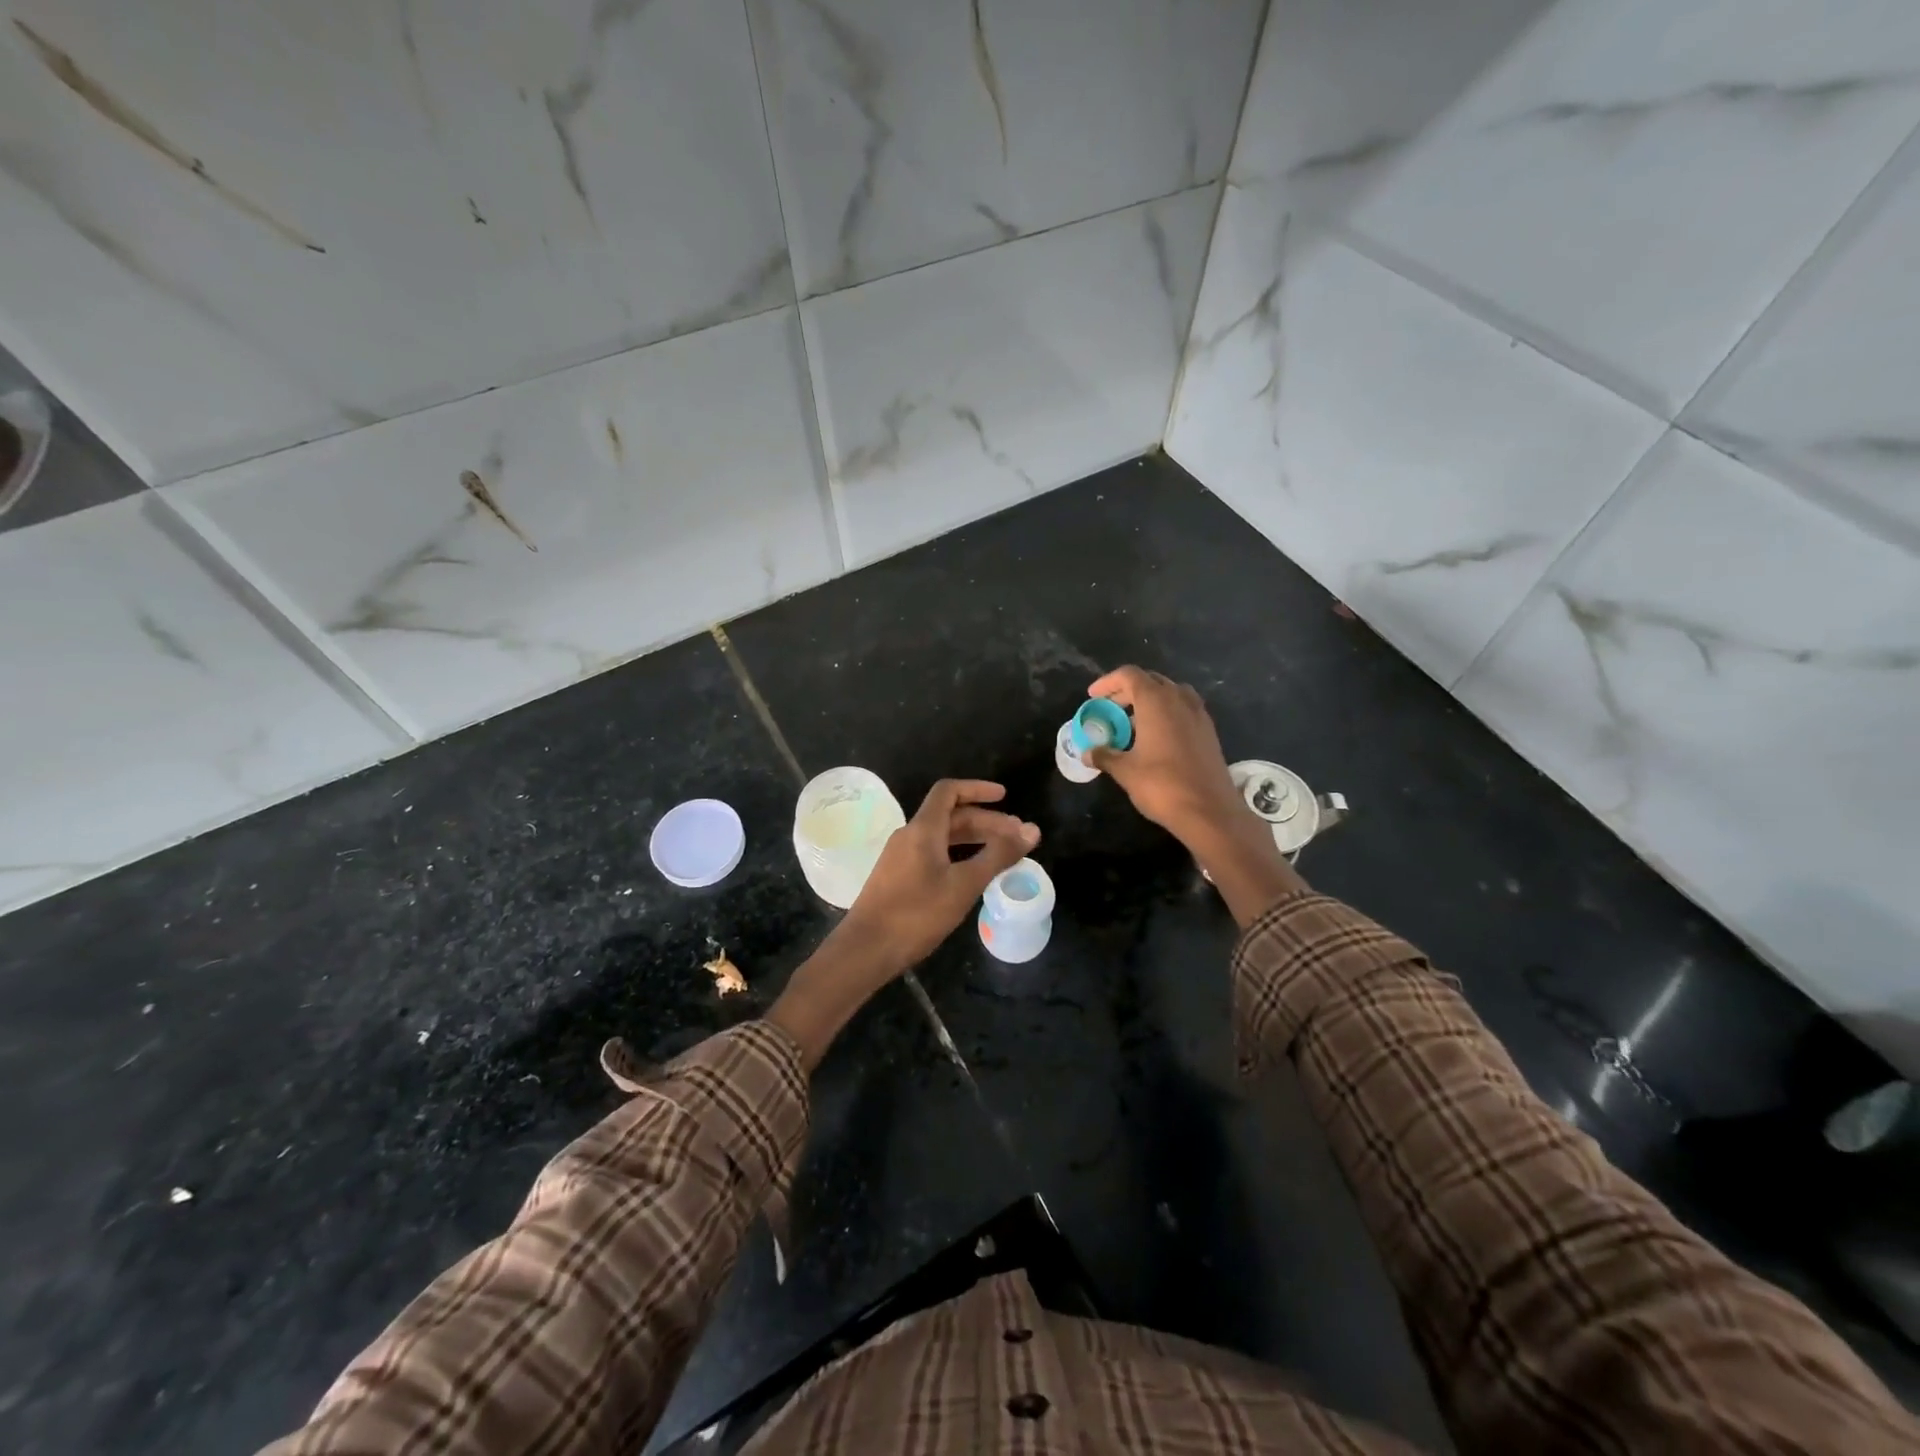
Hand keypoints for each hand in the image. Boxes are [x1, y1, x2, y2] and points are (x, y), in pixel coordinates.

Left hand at [768, 780, 1038, 1067]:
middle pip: (950, 815)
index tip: (1005, 797)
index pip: (949, 791)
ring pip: (943, 837)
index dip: (978, 789)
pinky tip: (974, 875)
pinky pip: (934, 854)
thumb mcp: (964, 884)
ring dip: (974, 840)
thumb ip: (998, 856)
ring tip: (1003, 854)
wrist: (866, 950)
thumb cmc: (916, 914)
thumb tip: (1032, 830)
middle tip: (1017, 836)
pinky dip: (959, 855)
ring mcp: (901, 857)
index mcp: (922, 829)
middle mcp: (909, 836)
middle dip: (986, 821)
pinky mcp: (898, 877)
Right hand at [1085, 666, 1305, 926]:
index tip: (1093, 697)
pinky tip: (1155, 737)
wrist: (1210, 811)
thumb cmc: (1162, 785)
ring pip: (1170, 694)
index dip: (1108, 682)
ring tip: (1131, 723)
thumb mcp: (1125, 771)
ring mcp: (1198, 714)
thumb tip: (1086, 753)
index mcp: (1156, 702)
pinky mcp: (1208, 731)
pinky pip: (1183, 709)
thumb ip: (1104, 756)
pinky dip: (1166, 714)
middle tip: (1108, 710)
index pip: (1130, 675)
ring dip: (1148, 701)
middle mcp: (1179, 700)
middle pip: (1150, 681)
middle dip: (1126, 691)